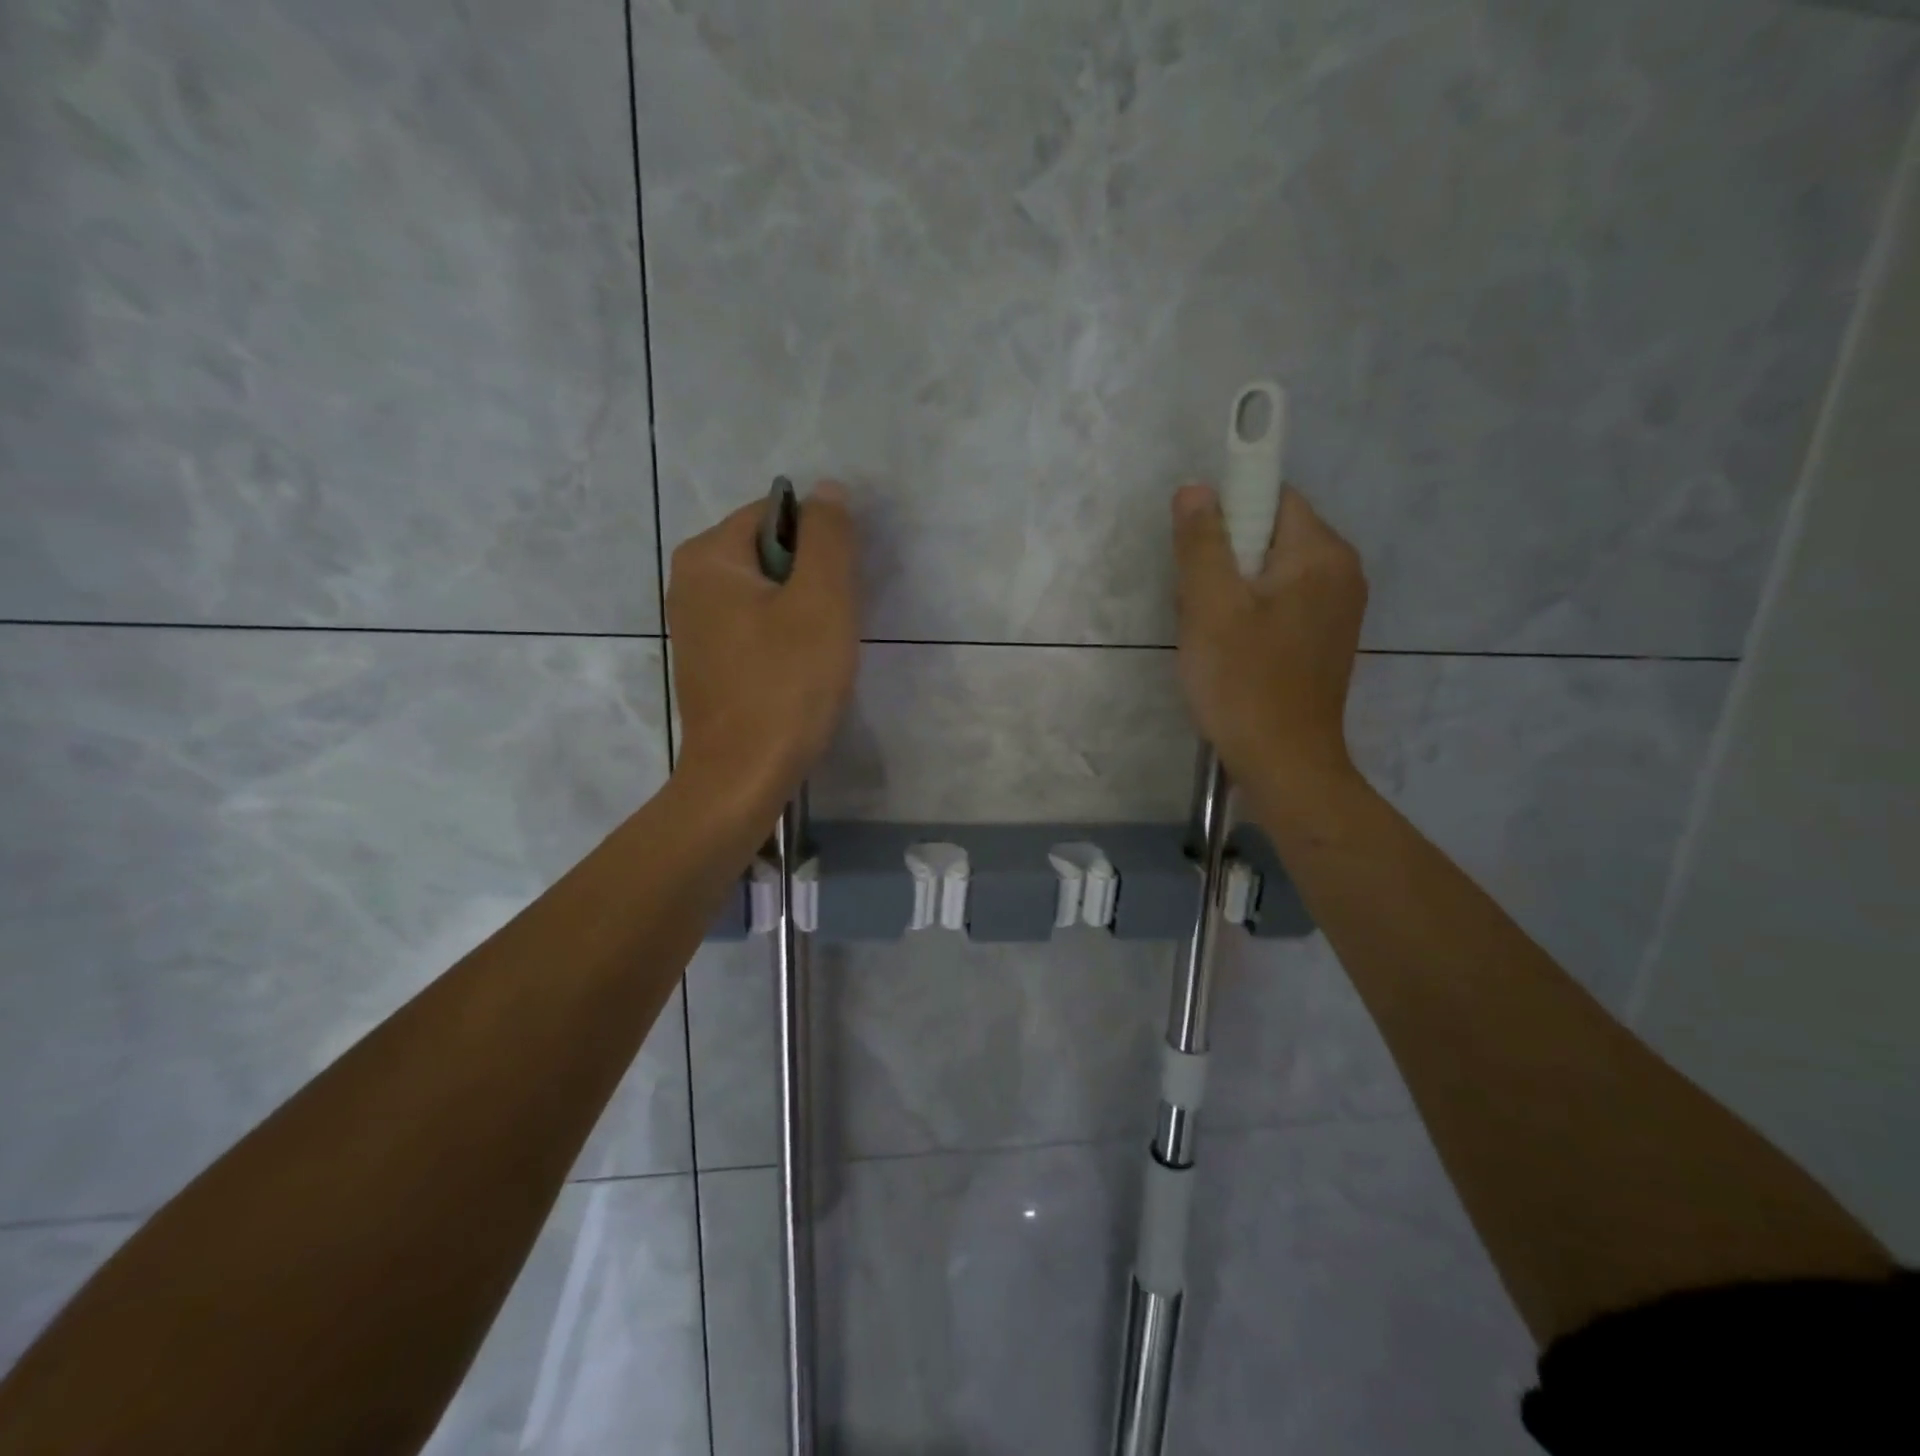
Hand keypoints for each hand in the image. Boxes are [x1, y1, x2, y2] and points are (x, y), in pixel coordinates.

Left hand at [667, 483, 860, 824]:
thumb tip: (828, 490)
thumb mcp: (820, 601)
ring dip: (803, 612)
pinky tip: (800, 672)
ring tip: (821, 650)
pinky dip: (784, 639)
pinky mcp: (710, 663)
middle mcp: (689, 583)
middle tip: (836, 622)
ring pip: (766, 594)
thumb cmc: (785, 684)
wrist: (743, 776)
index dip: (820, 542)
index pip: (775, 514)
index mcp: (707, 557)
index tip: (842, 586)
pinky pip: (756, 628)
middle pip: (769, 553)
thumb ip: (828, 538)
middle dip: (812, 580)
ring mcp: (695, 627)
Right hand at [1172, 483, 1367, 796]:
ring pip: (1270, 573)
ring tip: (1211, 635)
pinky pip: (1280, 605)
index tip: (1199, 557)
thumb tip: (1197, 488)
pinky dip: (1250, 616)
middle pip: (1270, 536)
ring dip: (1232, 592)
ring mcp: (1338, 609)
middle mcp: (1342, 572)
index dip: (1228, 514)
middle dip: (1225, 561)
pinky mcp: (1324, 639)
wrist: (1283, 762)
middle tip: (1199, 606)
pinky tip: (1230, 651)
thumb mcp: (1209, 607)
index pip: (1273, 496)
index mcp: (1321, 554)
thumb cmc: (1243, 682)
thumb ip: (1202, 542)